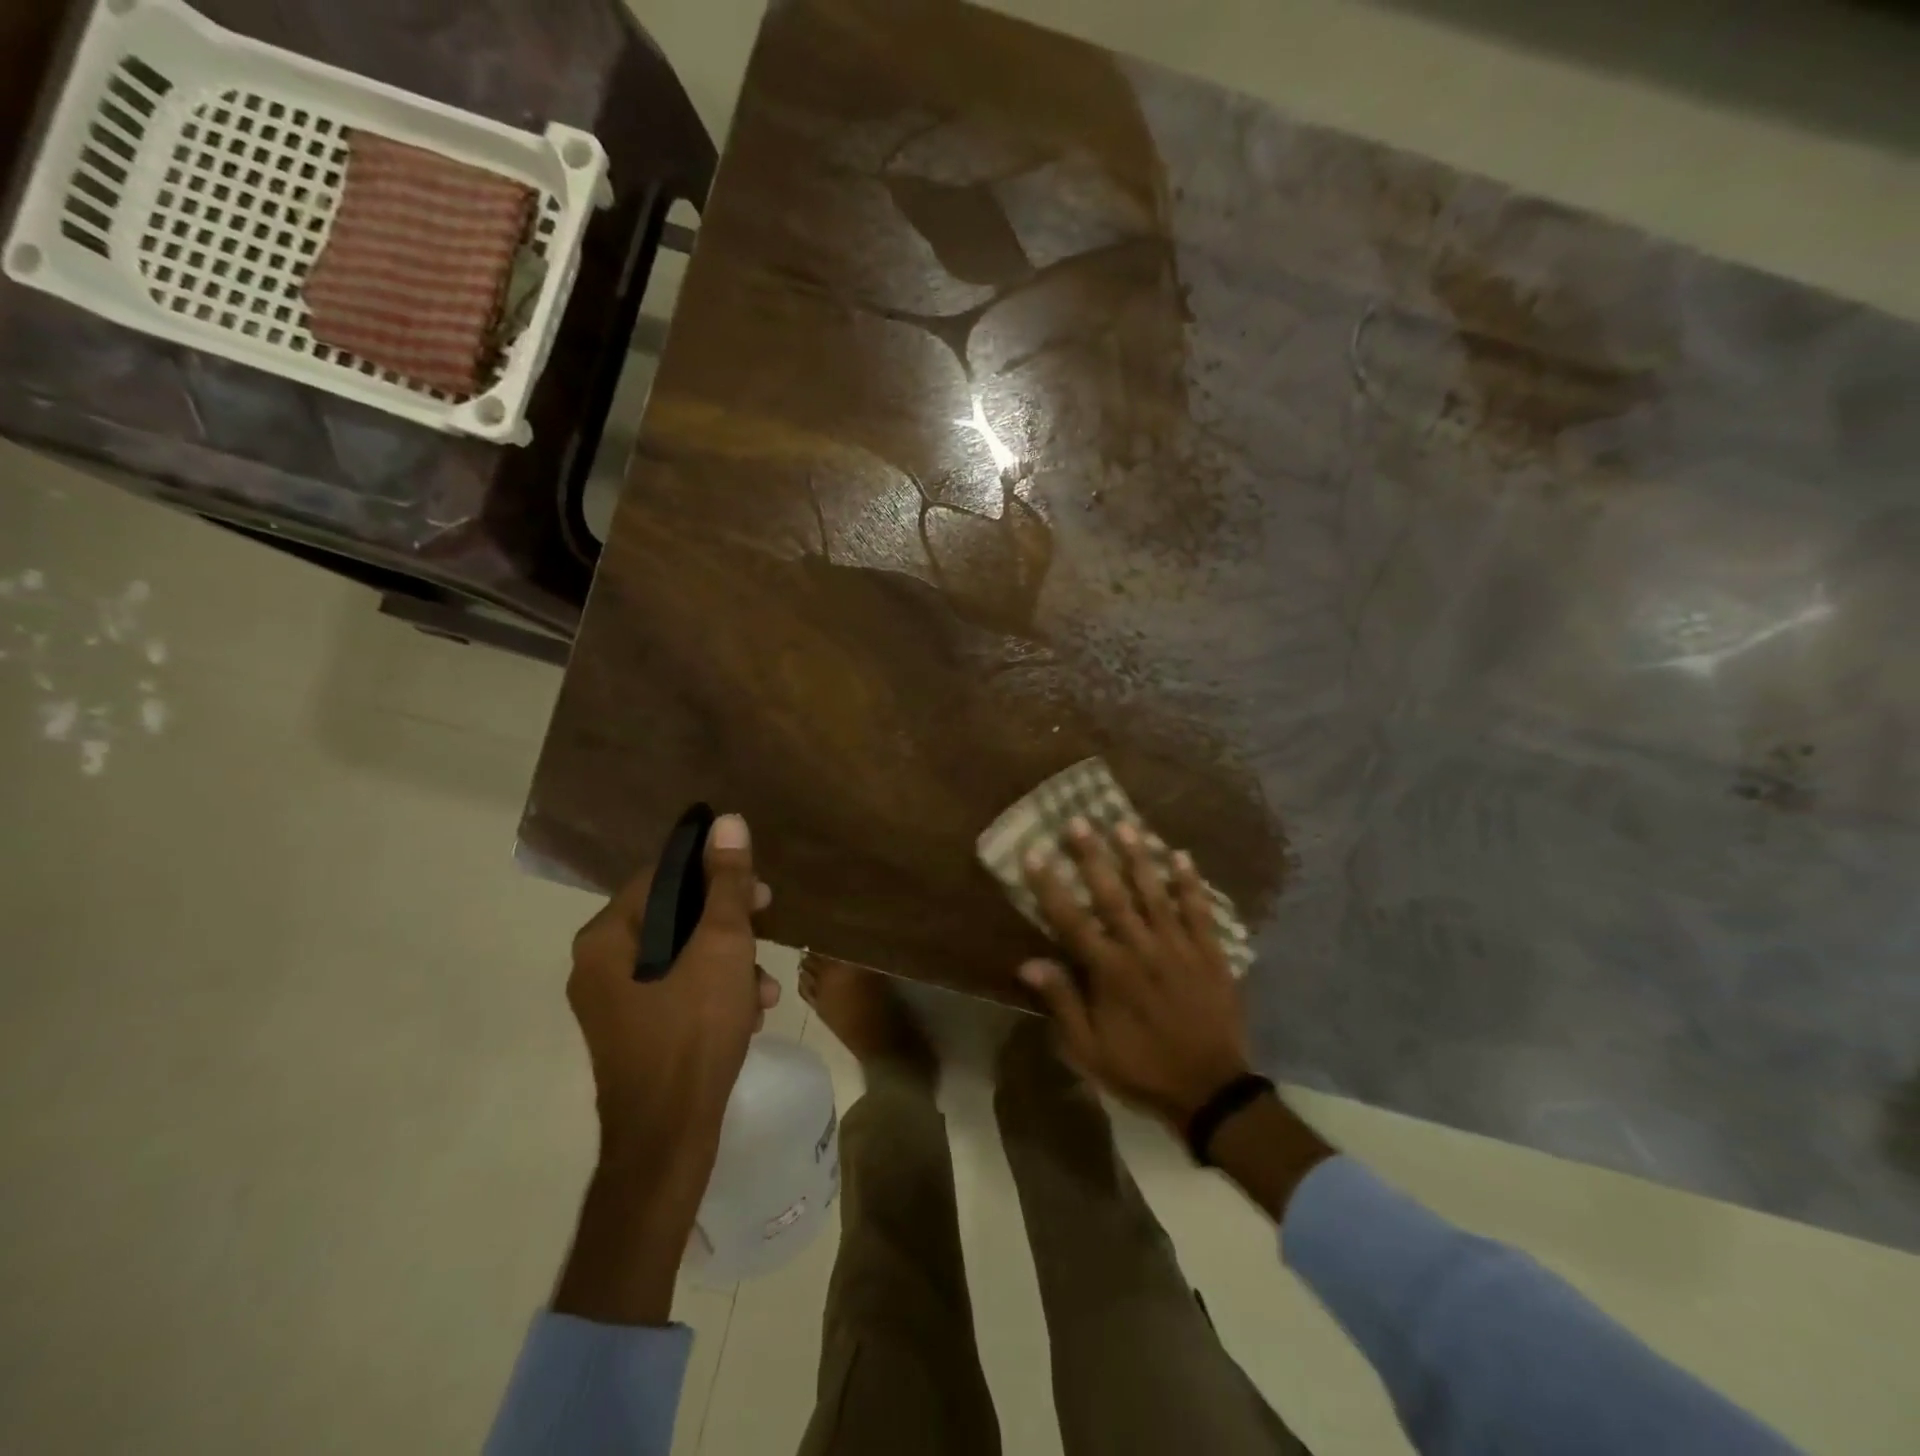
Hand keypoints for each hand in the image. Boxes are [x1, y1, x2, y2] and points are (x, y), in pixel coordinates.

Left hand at [567, 813, 779, 1175]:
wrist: (669, 1136)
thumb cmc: (693, 1028)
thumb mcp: (723, 945)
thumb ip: (727, 883)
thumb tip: (728, 821)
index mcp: (607, 937)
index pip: (663, 876)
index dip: (715, 874)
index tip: (757, 887)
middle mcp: (599, 965)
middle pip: (675, 917)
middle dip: (730, 924)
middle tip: (768, 924)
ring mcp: (614, 1003)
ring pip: (682, 957)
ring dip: (731, 963)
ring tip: (765, 988)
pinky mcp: (635, 1032)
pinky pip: (678, 991)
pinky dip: (715, 993)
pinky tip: (750, 1013)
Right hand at [1019, 818, 1252, 1128]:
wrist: (1210, 1092)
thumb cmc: (1141, 1069)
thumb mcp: (1089, 1050)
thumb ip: (1062, 1003)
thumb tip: (1028, 963)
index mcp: (1109, 973)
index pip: (1072, 920)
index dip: (1050, 885)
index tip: (1034, 853)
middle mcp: (1142, 950)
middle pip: (1112, 895)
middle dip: (1092, 857)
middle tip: (1078, 822)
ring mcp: (1179, 948)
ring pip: (1155, 894)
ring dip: (1138, 858)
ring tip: (1125, 825)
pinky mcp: (1210, 954)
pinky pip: (1200, 912)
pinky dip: (1191, 884)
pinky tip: (1182, 856)